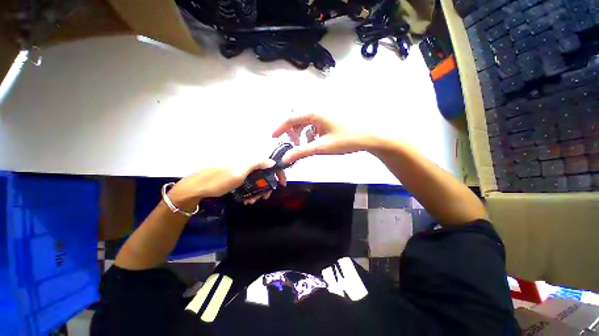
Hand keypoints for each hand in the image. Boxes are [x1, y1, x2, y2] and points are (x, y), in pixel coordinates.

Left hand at [168, 159, 286, 208]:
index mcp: (248, 159)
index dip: (277, 172)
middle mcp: (246, 162)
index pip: (269, 162)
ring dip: (258, 190)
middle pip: (264, 172)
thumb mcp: (239, 172)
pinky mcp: (235, 176)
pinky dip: (250, 190)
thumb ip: (257, 164)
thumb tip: (272, 161)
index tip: (282, 183)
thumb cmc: (218, 180)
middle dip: (267, 185)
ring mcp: (240, 169)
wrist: (195, 188)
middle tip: (266, 196)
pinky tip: (247, 199)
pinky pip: (248, 182)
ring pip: (256, 179)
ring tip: (254, 200)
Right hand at [273, 112, 372, 163]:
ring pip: (305, 116)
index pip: (291, 118)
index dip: (280, 128)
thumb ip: (301, 152)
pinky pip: (315, 118)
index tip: (273, 137)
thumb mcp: (321, 147)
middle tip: (294, 140)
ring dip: (301, 128)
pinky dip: (311, 128)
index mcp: (314, 112)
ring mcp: (325, 109)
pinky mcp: (331, 114)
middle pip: (296, 112)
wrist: (371, 135)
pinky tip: (316, 138)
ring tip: (306, 142)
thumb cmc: (346, 140)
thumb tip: (285, 159)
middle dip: (291, 126)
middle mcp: (318, 107)